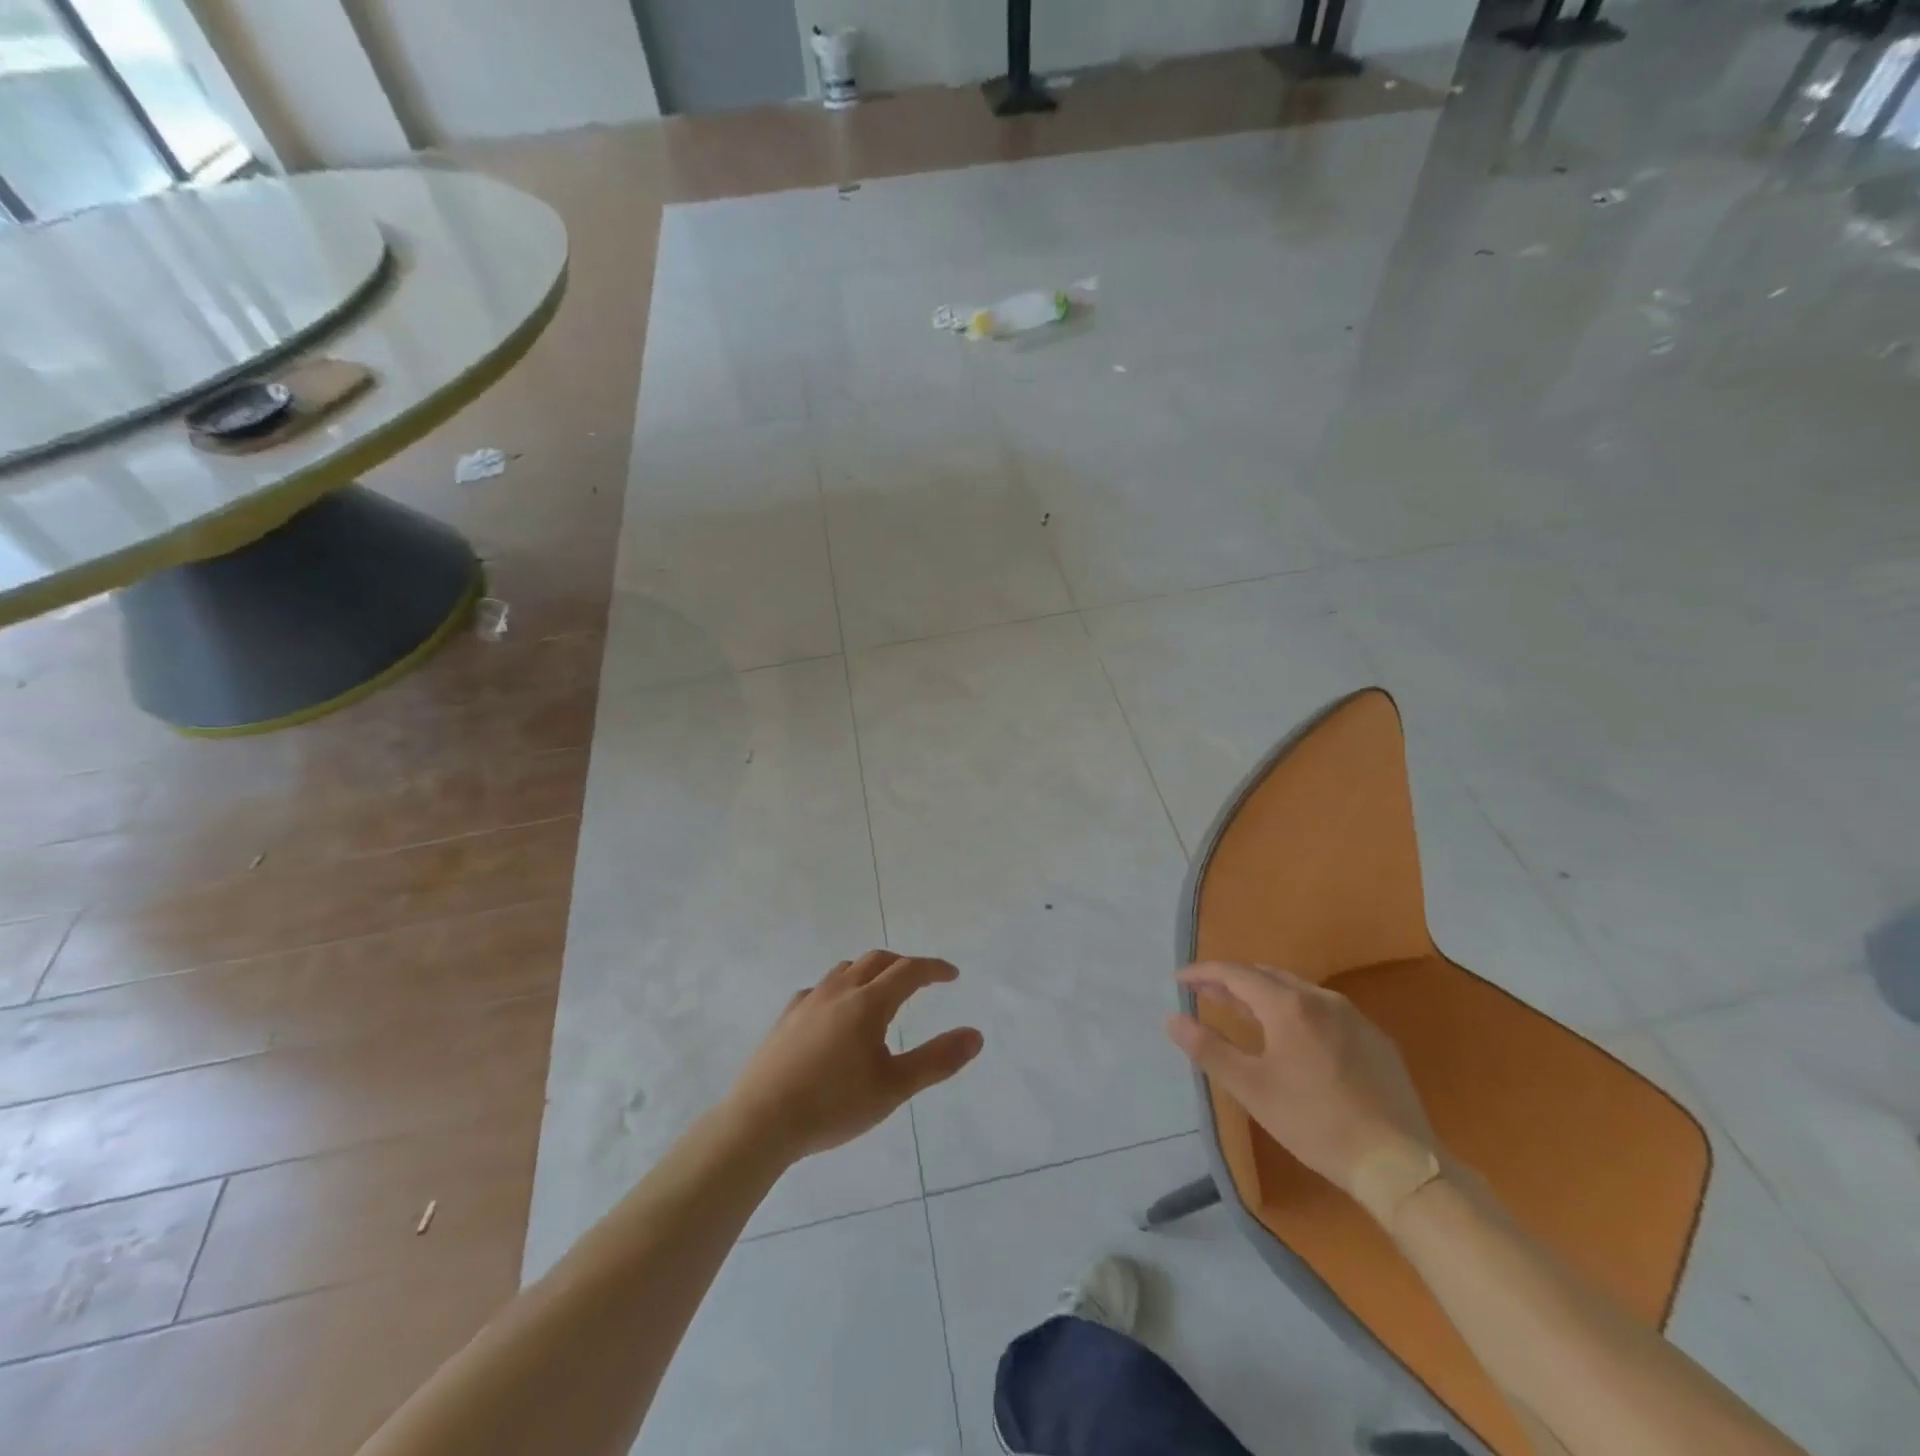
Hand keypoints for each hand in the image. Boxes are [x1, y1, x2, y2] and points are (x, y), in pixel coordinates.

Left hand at [723, 950, 983, 1164]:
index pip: (909, 971)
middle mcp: (839, 991)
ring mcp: (808, 1001)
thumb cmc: (833, 1105)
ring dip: (870, 971)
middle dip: (903, 964)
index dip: (934, 969)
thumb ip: (937, 1060)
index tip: (952, 974)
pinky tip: (835, 1013)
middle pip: (876, 961)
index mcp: (868, 1003)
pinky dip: (839, 989)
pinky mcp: (786, 1018)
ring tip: (880, 992)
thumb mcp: (894, 1088)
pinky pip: (820, 989)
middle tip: (921, 980)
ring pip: (845, 970)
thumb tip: (976, 1035)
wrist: (760, 1121)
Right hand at [1167, 962, 1438, 1221]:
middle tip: (1206, 994)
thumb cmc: (1315, 1123)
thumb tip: (1173, 1018)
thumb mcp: (1252, 1089)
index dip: (1203, 973)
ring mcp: (1354, 1017)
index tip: (1179, 980)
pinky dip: (1295, 1011)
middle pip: (1267, 975)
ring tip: (1243, 1011)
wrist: (1400, 1164)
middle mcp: (1321, 998)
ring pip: (1297, 990)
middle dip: (1232, 981)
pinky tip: (1292, 1037)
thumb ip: (1209, 1049)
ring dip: (1264, 994)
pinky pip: (1324, 1010)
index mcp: (1288, 1005)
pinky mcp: (1376, 1039)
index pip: (1236, 973)